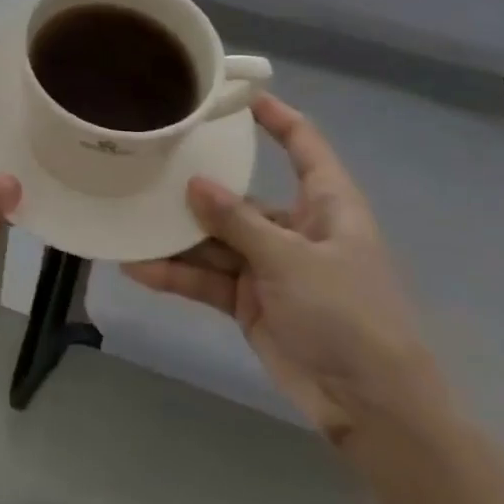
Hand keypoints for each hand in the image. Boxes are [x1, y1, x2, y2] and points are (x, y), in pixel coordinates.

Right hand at [123, 95, 439, 443]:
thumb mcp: (292, 261)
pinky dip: (177, 274)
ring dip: (177, 235)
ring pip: (215, 239)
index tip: (236, 93)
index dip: (276, 117)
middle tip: (151, 158)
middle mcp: (295, 229)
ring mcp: (270, 267)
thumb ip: (239, 221)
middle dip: (199, 182)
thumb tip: (194, 183)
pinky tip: (139, 267)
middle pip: (241, 194)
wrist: (372, 410)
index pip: (304, 146)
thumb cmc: (349, 317)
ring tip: (130, 217)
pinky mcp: (250, 301)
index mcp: (326, 207)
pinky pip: (208, 278)